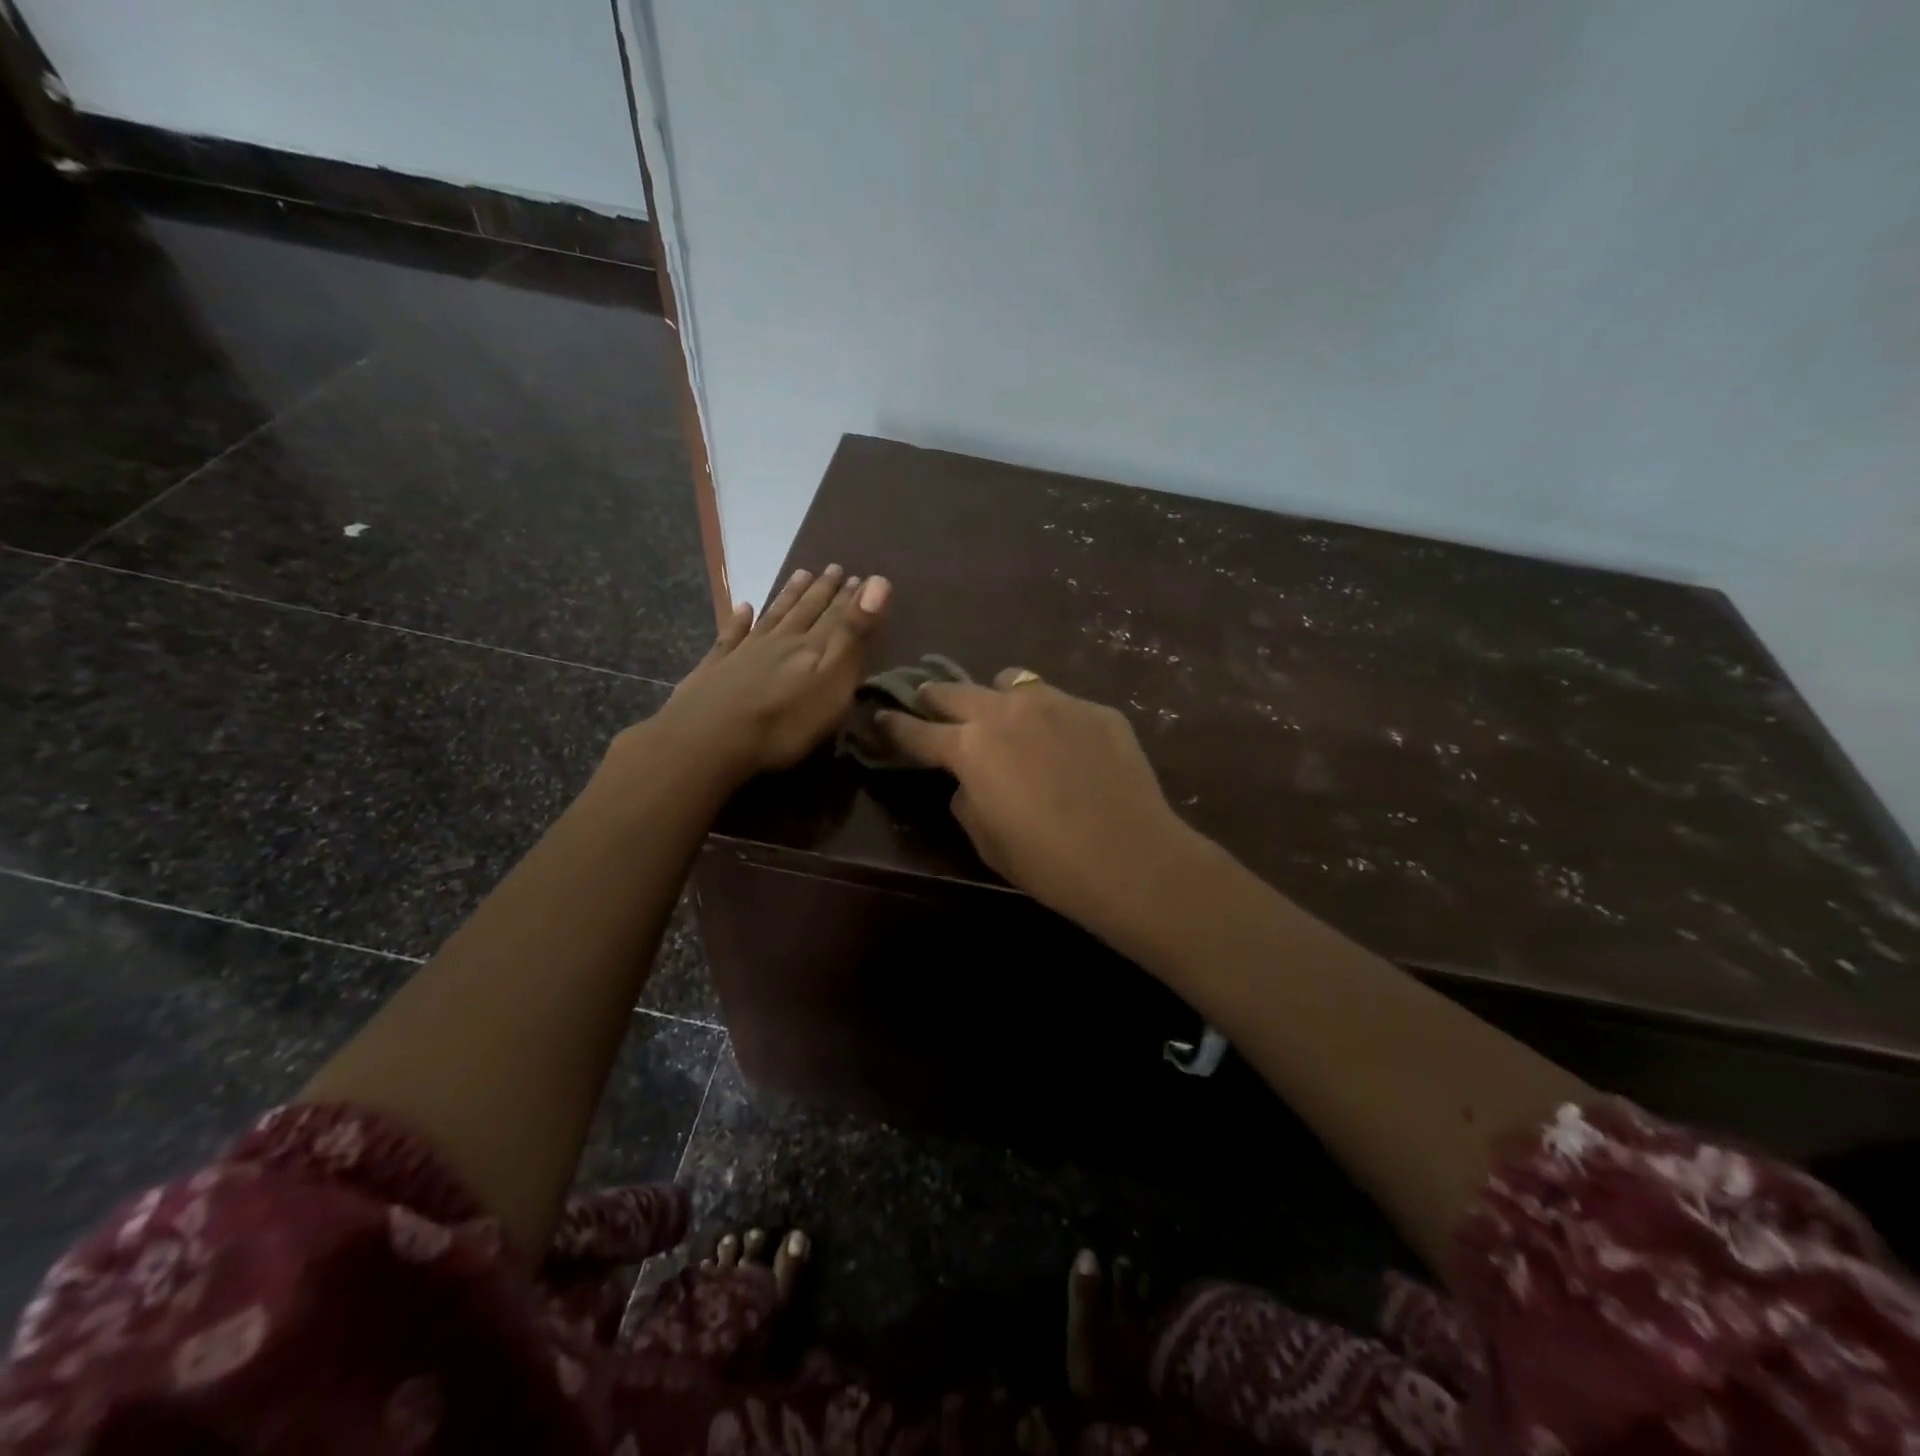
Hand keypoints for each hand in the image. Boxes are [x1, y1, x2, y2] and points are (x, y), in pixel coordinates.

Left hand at [638, 565, 890, 785]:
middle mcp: (779, 641)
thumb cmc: (784, 722)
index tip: (862, 576)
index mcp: (811, 647)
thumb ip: (853, 635)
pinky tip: (742, 606)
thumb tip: (878, 582)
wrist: (708, 740)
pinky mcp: (716, 668)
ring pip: (773, 616)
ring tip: (801, 575)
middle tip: (834, 569)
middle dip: (822, 591)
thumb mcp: (832, 681)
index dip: (851, 597)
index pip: (837, 616)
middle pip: (804, 611)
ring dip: (788, 596)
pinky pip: (731, 636)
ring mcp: (744, 652)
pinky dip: (738, 619)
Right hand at [877, 670, 1194, 935]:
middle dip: (936, 698)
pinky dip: (1049, 717)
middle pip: (956, 692)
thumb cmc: (1047, 861)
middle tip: (929, 703)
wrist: (1129, 857)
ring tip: (1004, 715)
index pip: (918, 731)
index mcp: (971, 747)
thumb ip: (966, 799)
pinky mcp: (1096, 710)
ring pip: (1012, 681)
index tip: (881, 717)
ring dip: (996, 696)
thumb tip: (969, 781)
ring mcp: (1056, 703)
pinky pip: (1060, 702)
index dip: (895, 726)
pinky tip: (1066, 746)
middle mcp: (1007, 711)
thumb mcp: (986, 839)